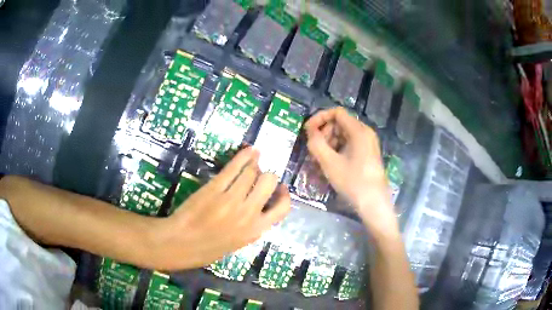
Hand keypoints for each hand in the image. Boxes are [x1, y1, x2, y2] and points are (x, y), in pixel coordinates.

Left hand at [150, 148, 290, 269]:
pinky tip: (248, 151)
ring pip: (251, 172)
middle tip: (259, 175)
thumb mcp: (238, 243)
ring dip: (254, 164)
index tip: (280, 188)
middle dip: (268, 176)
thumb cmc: (208, 248)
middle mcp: (248, 213)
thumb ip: (252, 227)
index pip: (282, 208)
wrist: (181, 244)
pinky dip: (243, 156)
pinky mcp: (215, 188)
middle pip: (269, 182)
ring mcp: (232, 199)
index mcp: (256, 230)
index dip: (284, 195)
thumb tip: (260, 207)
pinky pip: (234, 168)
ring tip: (253, 159)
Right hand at [304, 107, 395, 233]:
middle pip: (340, 123)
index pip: (336, 112)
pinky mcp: (368, 153)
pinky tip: (330, 163)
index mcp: (359, 130)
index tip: (307, 131)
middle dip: (324, 133)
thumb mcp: (330, 163)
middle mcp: (365, 133)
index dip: (319, 118)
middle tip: (313, 150)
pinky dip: (337, 149)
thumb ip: (316, 143)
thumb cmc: (352, 182)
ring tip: (319, 159)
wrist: (374, 203)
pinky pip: (349, 144)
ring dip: (329, 143)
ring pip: (344, 134)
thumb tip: (310, 131)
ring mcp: (368, 143)